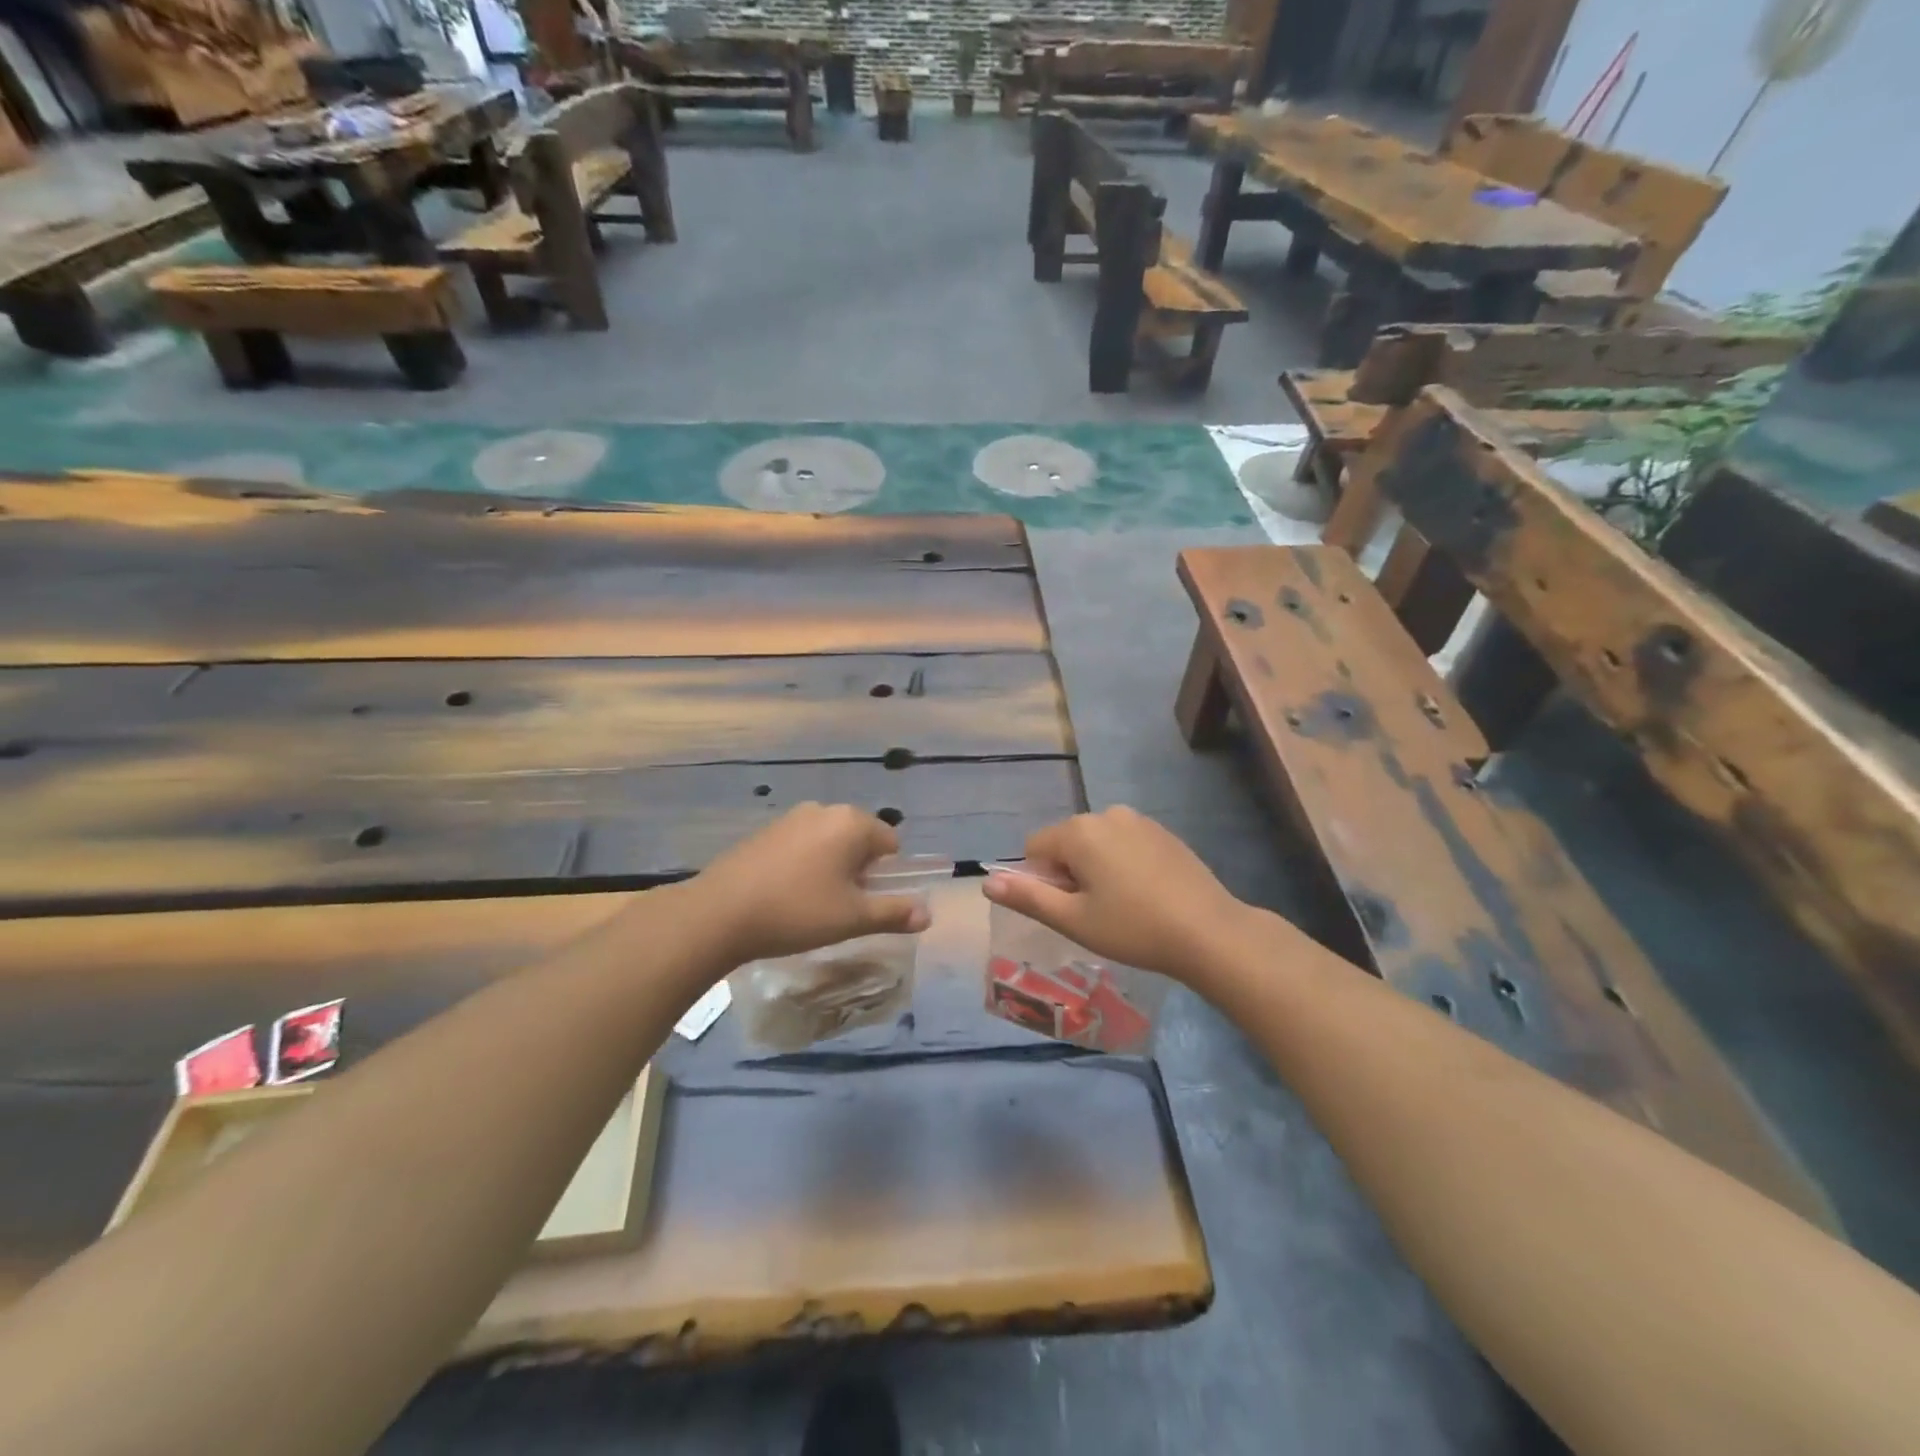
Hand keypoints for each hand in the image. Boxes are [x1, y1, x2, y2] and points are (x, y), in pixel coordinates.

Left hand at [689, 803, 931, 964]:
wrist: (719, 913)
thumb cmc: (797, 911)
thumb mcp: (852, 918)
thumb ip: (894, 912)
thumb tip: (928, 914)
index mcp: (852, 822)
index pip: (891, 843)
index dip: (886, 875)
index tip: (865, 903)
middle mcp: (824, 810)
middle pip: (860, 839)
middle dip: (859, 870)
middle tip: (840, 906)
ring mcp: (791, 817)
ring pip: (829, 842)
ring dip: (831, 867)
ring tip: (811, 904)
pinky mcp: (765, 831)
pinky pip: (801, 844)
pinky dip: (803, 864)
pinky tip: (785, 894)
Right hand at [982, 806, 1247, 981]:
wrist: (1209, 931)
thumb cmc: (1133, 928)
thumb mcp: (1073, 920)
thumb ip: (1027, 897)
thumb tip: (987, 883)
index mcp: (1079, 831)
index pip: (1035, 848)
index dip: (1043, 881)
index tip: (1071, 909)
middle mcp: (1106, 814)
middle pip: (1067, 842)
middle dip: (1070, 873)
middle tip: (1096, 912)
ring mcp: (1138, 820)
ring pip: (1097, 843)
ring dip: (1096, 869)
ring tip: (1122, 905)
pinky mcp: (1163, 832)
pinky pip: (1125, 843)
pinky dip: (1123, 864)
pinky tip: (1145, 894)